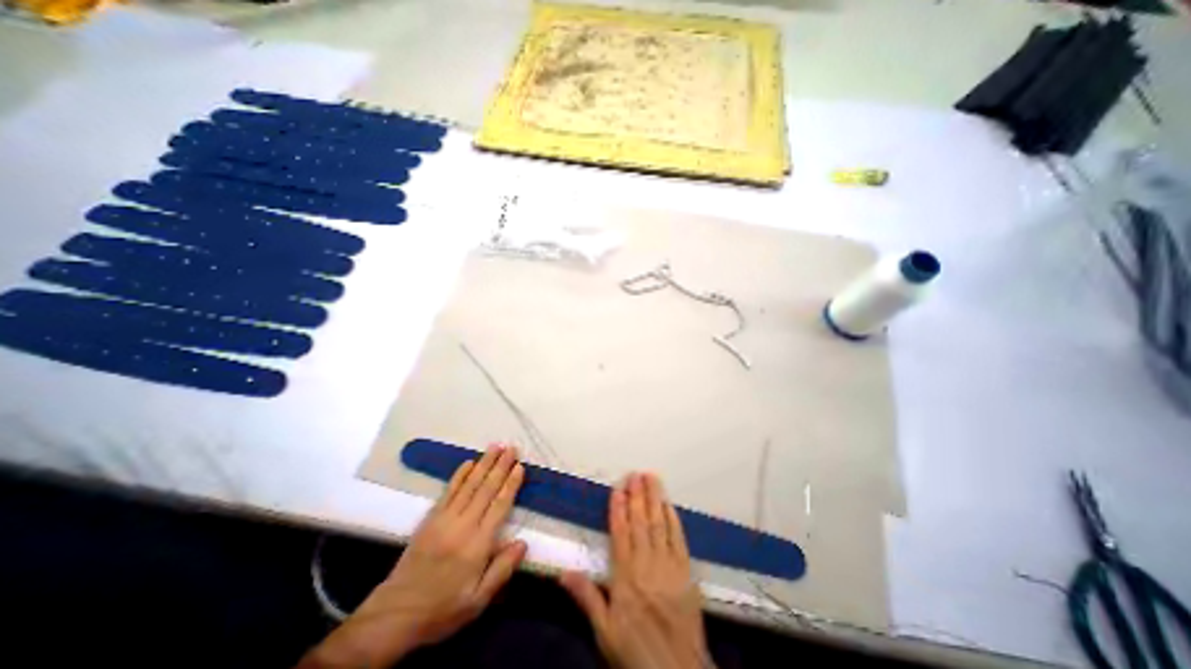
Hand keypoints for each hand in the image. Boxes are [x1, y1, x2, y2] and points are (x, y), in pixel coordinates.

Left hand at [298, 441, 523, 666]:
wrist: (394, 615)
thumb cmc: (442, 609)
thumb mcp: (477, 601)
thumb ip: (501, 570)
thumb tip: (523, 543)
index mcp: (477, 545)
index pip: (499, 506)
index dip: (510, 485)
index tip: (519, 467)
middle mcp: (462, 526)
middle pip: (485, 490)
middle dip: (500, 466)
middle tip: (511, 448)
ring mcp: (444, 519)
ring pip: (468, 485)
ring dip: (483, 463)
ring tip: (495, 447)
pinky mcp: (430, 519)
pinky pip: (448, 491)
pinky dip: (459, 475)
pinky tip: (469, 462)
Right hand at [558, 474, 709, 665]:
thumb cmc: (636, 650)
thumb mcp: (604, 631)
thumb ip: (586, 597)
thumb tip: (563, 572)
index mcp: (625, 575)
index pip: (620, 533)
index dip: (618, 509)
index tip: (618, 488)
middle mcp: (646, 563)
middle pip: (641, 523)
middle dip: (638, 496)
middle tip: (636, 474)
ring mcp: (668, 565)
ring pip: (660, 525)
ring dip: (655, 500)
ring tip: (652, 478)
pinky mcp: (685, 571)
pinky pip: (678, 539)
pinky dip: (674, 519)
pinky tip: (670, 505)